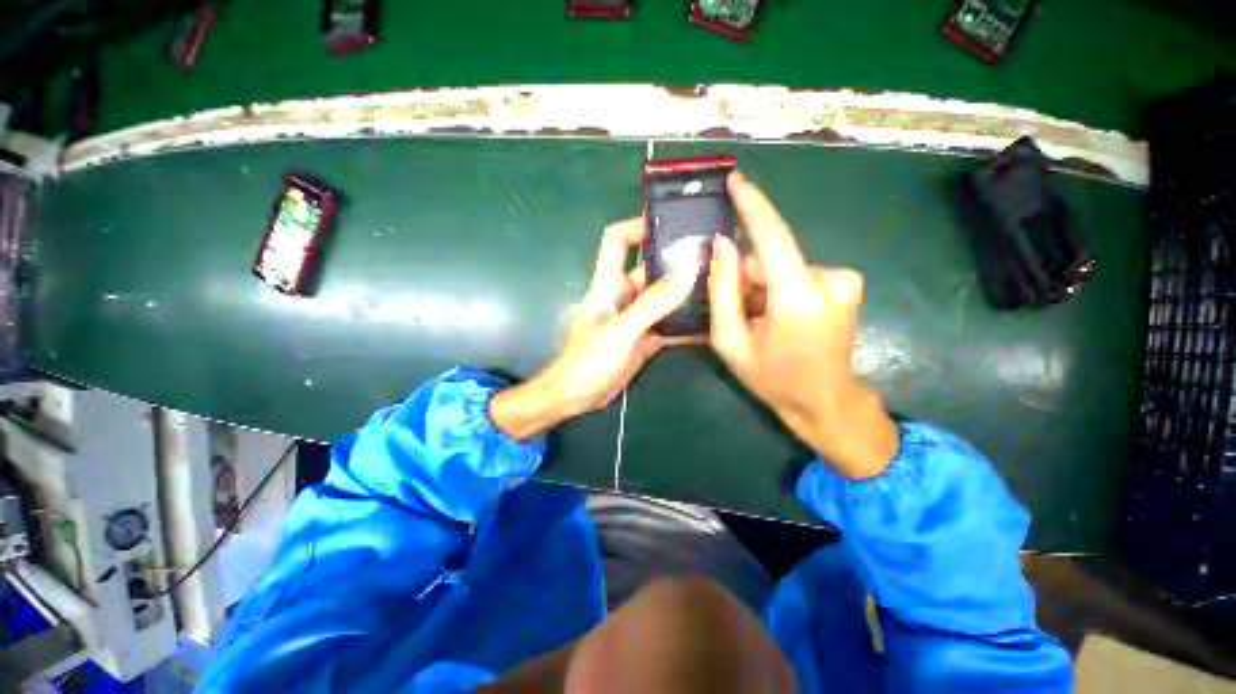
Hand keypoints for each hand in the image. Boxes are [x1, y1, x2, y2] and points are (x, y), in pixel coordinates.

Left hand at [492, 218, 697, 439]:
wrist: (577, 398)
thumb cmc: (587, 361)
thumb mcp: (620, 331)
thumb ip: (652, 303)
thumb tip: (688, 270)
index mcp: (608, 284)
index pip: (617, 240)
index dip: (638, 225)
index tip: (672, 221)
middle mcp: (623, 295)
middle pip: (651, 268)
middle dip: (678, 261)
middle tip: (715, 255)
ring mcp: (636, 317)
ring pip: (664, 297)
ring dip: (687, 293)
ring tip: (721, 284)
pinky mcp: (645, 338)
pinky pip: (669, 324)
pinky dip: (686, 323)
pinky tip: (710, 322)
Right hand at [708, 172, 898, 479]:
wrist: (825, 401)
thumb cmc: (772, 378)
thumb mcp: (730, 341)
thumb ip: (722, 291)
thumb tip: (721, 245)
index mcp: (798, 297)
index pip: (772, 236)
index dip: (752, 204)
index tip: (734, 178)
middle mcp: (829, 279)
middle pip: (770, 258)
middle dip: (746, 276)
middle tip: (736, 309)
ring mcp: (844, 280)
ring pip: (783, 267)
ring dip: (762, 285)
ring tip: (758, 318)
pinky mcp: (847, 283)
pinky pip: (798, 273)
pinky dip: (780, 287)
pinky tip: (778, 315)